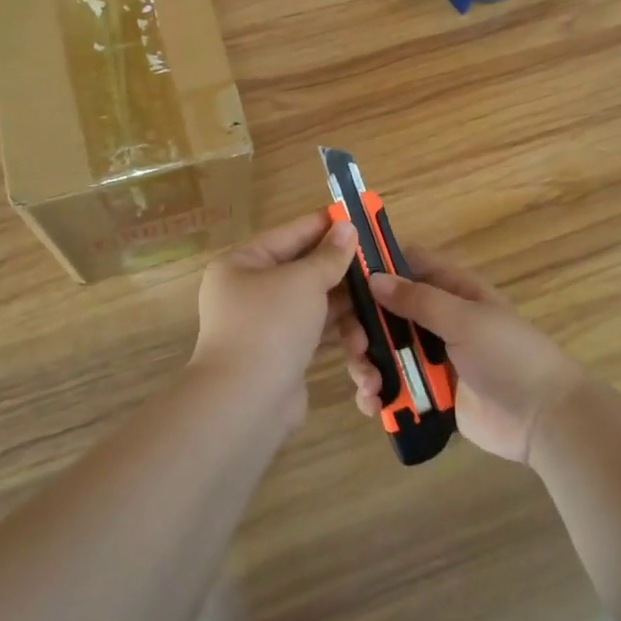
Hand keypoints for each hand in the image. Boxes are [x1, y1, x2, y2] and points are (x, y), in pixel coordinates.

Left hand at [193, 212, 356, 416]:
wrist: (245, 402)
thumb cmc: (271, 325)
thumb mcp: (304, 281)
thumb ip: (329, 255)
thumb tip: (347, 228)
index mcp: (242, 263)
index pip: (290, 234)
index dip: (324, 225)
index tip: (358, 218)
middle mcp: (249, 291)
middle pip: (303, 271)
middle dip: (341, 273)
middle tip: (378, 266)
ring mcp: (264, 326)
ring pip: (313, 305)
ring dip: (344, 308)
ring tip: (374, 309)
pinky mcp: (280, 355)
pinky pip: (314, 334)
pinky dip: (336, 334)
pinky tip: (362, 339)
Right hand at [340, 249, 584, 463]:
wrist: (544, 419)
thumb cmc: (509, 355)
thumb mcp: (465, 319)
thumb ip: (417, 300)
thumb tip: (373, 278)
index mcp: (450, 289)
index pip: (406, 264)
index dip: (376, 265)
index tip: (343, 278)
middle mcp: (435, 318)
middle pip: (383, 311)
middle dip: (362, 326)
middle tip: (356, 345)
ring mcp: (430, 356)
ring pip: (382, 350)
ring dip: (366, 363)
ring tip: (369, 384)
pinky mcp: (427, 392)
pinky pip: (392, 387)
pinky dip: (377, 394)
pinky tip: (372, 404)